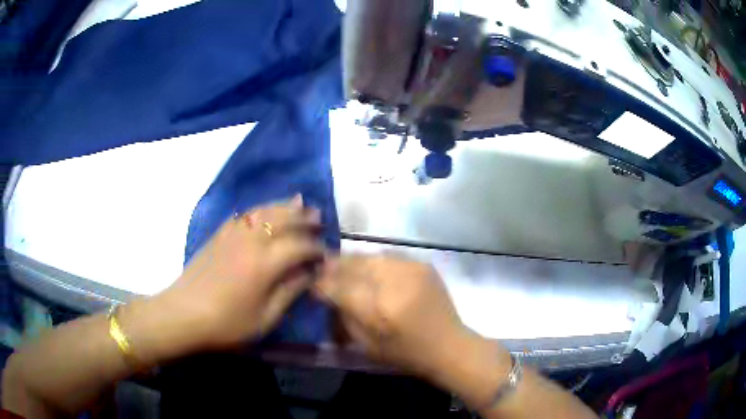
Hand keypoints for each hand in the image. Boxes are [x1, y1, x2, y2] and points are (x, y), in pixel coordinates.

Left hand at [162, 195, 324, 348]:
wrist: (183, 314)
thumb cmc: (226, 324)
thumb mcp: (265, 318)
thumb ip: (289, 293)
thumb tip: (309, 274)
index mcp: (265, 263)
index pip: (299, 246)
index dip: (315, 247)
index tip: (326, 252)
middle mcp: (251, 241)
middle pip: (282, 219)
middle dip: (303, 217)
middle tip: (319, 217)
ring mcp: (232, 234)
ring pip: (263, 211)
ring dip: (283, 206)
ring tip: (299, 202)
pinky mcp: (219, 235)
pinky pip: (243, 215)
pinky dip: (259, 210)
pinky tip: (264, 211)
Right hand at [314, 255, 468, 378]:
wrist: (449, 345)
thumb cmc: (407, 354)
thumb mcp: (367, 345)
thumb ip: (345, 317)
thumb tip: (329, 295)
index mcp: (379, 309)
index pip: (340, 288)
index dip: (322, 284)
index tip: (312, 284)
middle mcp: (394, 283)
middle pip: (354, 264)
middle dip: (335, 266)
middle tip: (323, 267)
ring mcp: (411, 270)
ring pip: (371, 256)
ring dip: (353, 261)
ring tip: (343, 266)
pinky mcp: (423, 265)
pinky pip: (390, 256)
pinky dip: (375, 261)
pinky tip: (370, 268)